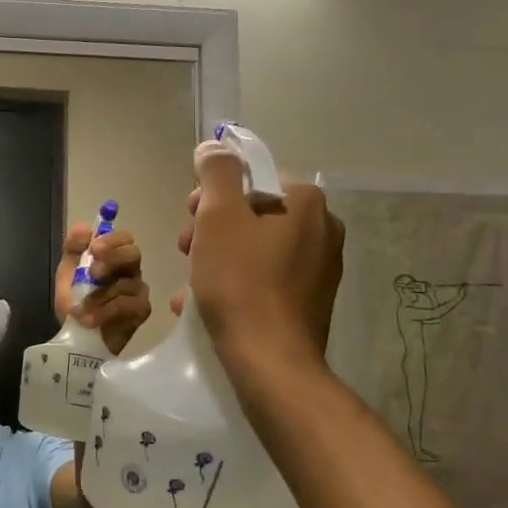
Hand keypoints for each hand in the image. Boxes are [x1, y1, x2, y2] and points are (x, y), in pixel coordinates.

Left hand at [54, 224, 151, 355]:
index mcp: (113, 258)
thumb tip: (84, 227)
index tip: (94, 248)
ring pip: (126, 283)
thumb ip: (73, 250)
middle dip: (112, 259)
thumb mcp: (67, 275)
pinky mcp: (141, 311)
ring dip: (98, 296)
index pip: (124, 238)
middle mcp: (130, 271)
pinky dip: (104, 312)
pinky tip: (88, 320)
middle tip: (93, 272)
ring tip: (79, 310)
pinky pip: (126, 305)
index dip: (112, 239)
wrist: (77, 341)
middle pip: (134, 253)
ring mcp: (138, 291)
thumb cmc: (75, 305)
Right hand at [173, 142, 342, 381]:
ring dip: (215, 258)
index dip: (213, 193)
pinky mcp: (308, 302)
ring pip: (253, 248)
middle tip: (185, 250)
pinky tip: (203, 304)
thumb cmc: (240, 281)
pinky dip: (234, 283)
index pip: (252, 177)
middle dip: (211, 228)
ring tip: (189, 284)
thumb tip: (215, 146)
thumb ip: (216, 173)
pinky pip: (262, 278)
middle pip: (252, 213)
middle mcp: (322, 230)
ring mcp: (318, 269)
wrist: (270, 362)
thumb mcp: (218, 217)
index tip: (190, 217)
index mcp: (307, 203)